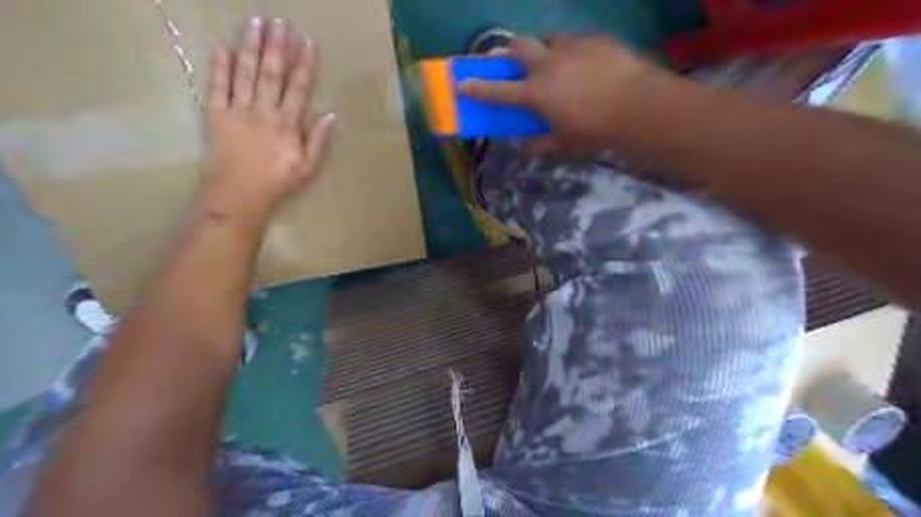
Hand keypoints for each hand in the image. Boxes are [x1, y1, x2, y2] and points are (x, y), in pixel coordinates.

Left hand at [202, 16, 335, 217]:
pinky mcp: (216, 115)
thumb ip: (318, 140)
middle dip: (276, 46)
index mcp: (287, 124)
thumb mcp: (308, 167)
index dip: (304, 65)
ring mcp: (238, 111)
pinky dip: (219, 67)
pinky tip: (223, 48)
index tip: (307, 43)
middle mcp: (263, 111)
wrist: (239, 194)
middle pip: (271, 73)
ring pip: (245, 73)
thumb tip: (331, 115)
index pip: (298, 88)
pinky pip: (217, 87)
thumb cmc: (277, 182)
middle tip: (279, 22)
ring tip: (254, 23)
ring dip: (249, 46)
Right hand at [460, 35, 674, 152]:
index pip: (498, 91)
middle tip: (509, 60)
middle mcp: (547, 65)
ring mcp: (571, 48)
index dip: (477, 87)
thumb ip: (539, 144)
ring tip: (552, 61)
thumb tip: (523, 145)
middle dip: (508, 52)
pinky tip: (584, 63)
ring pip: (547, 39)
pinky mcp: (594, 40)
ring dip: (542, 49)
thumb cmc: (594, 130)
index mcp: (536, 93)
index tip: (462, 82)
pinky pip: (575, 41)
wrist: (637, 105)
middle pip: (518, 47)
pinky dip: (571, 52)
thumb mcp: (564, 144)